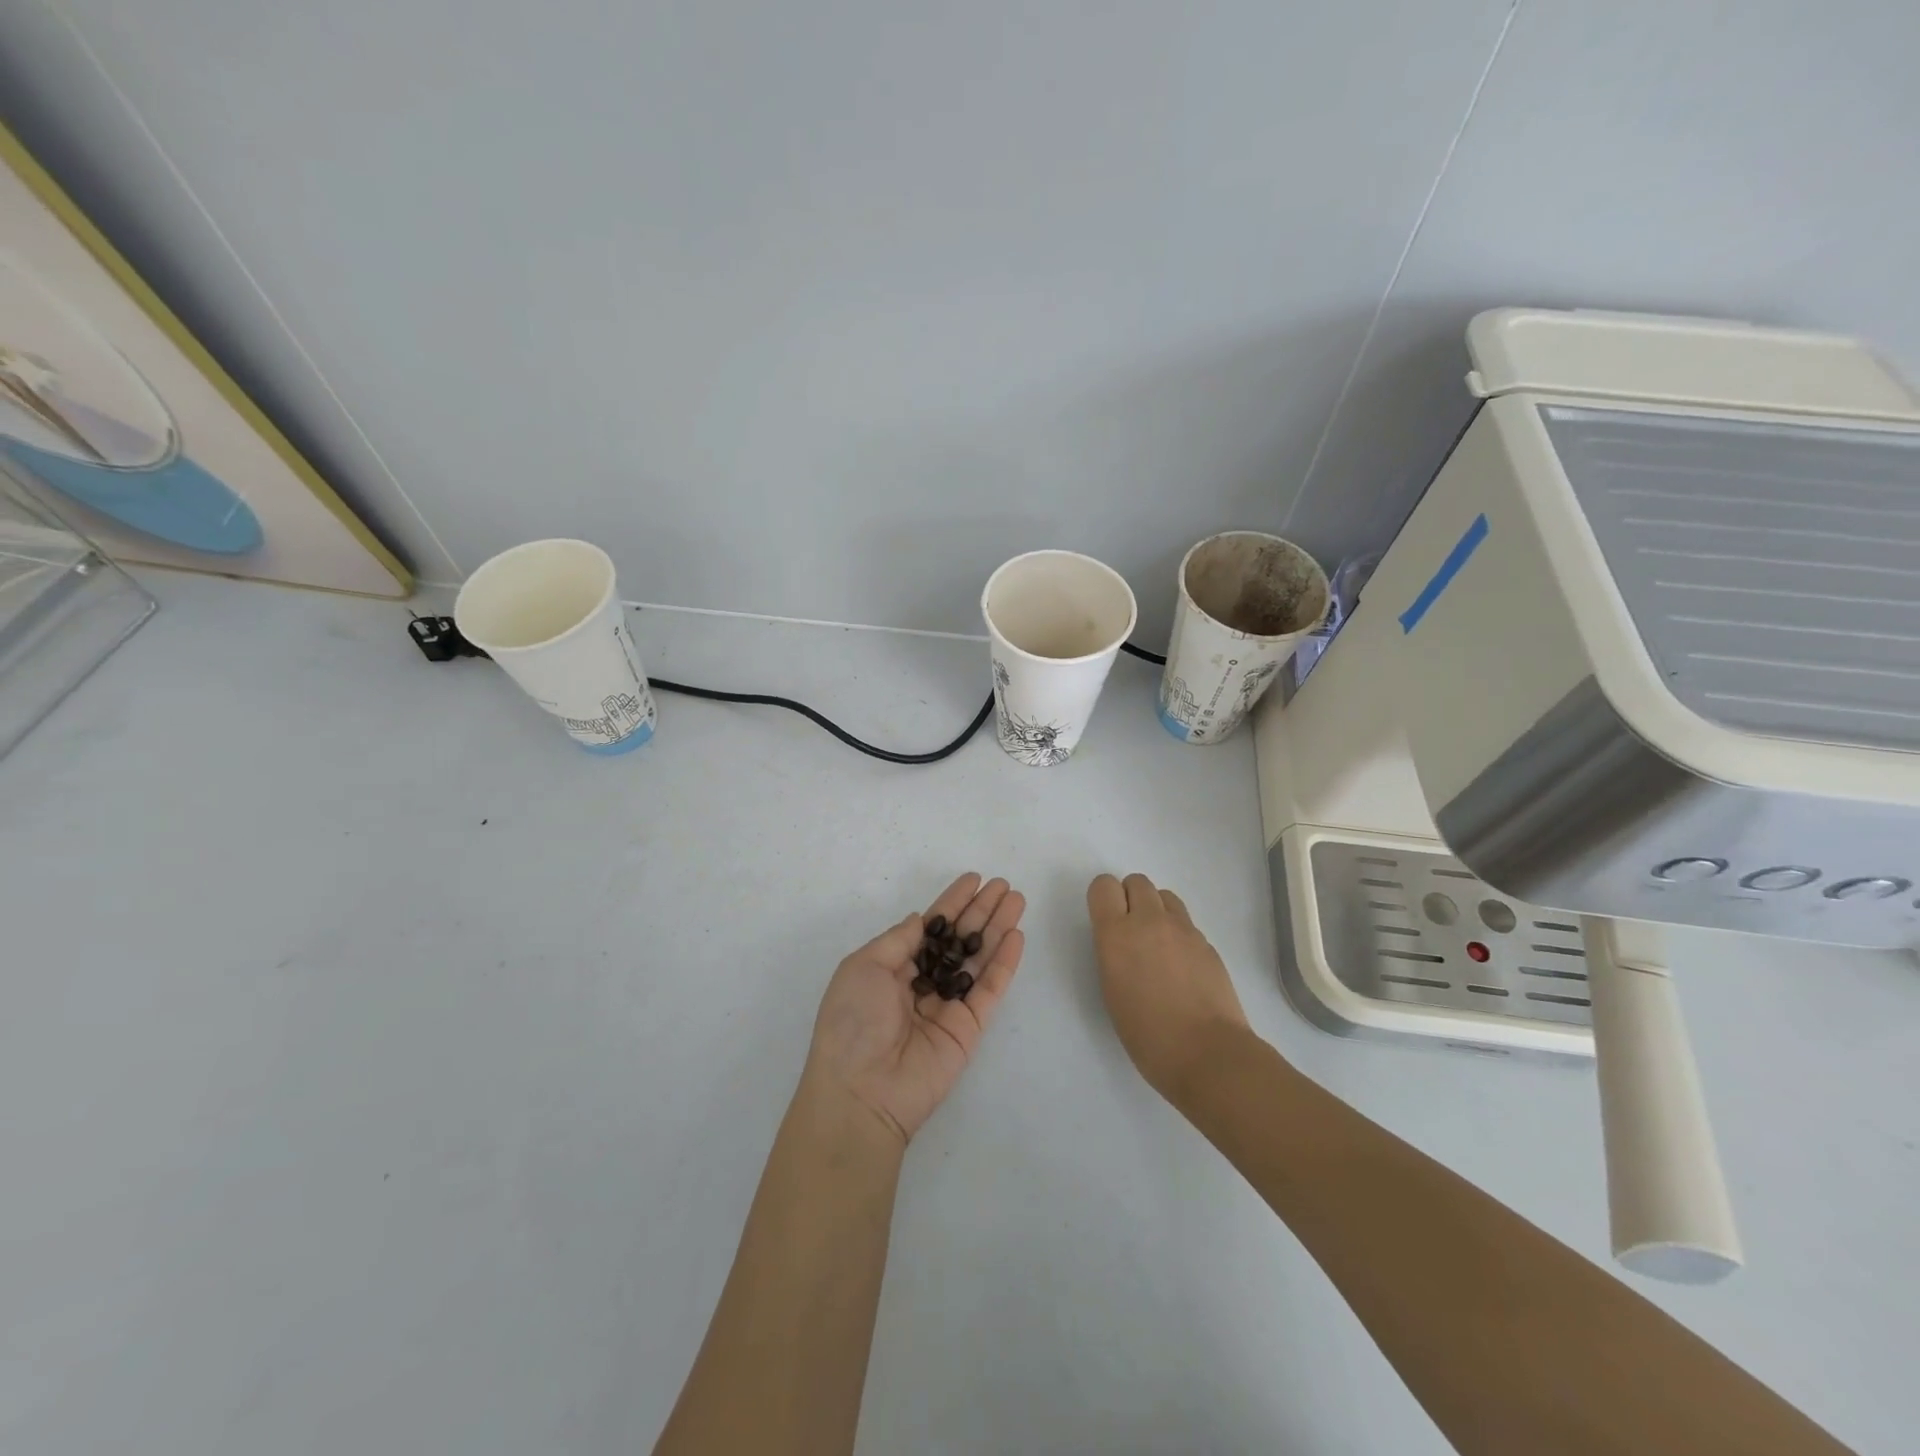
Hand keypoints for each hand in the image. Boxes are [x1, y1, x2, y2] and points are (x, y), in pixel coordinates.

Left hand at [805, 873, 1025, 1144]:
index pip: (930, 927)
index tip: (973, 879)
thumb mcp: (863, 967)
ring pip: (979, 958)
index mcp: (893, 968)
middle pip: (960, 939)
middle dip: (981, 911)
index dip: (952, 903)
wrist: (861, 1090)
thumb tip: (921, 919)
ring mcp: (949, 1005)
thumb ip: (898, 941)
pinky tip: (1016, 936)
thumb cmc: (852, 1022)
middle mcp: (923, 982)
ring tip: (1018, 900)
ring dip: (998, 928)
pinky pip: (990, 989)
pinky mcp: (970, 1027)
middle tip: (1004, 885)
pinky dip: (1004, 963)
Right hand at [1087, 873, 1250, 1099]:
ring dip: (1156, 910)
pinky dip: (1178, 933)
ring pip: (1165, 896)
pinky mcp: (1208, 944)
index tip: (1105, 920)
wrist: (1208, 1054)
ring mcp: (1184, 930)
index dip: (1103, 898)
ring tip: (1157, 944)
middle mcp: (1150, 921)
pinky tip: (1181, 967)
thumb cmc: (1147, 1034)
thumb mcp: (1112, 990)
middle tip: (1130, 931)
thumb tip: (1123, 942)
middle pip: (1137, 881)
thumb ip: (1113, 953)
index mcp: (1117, 934)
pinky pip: (1186, 923)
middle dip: (1130, 898)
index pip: (1103, 886)